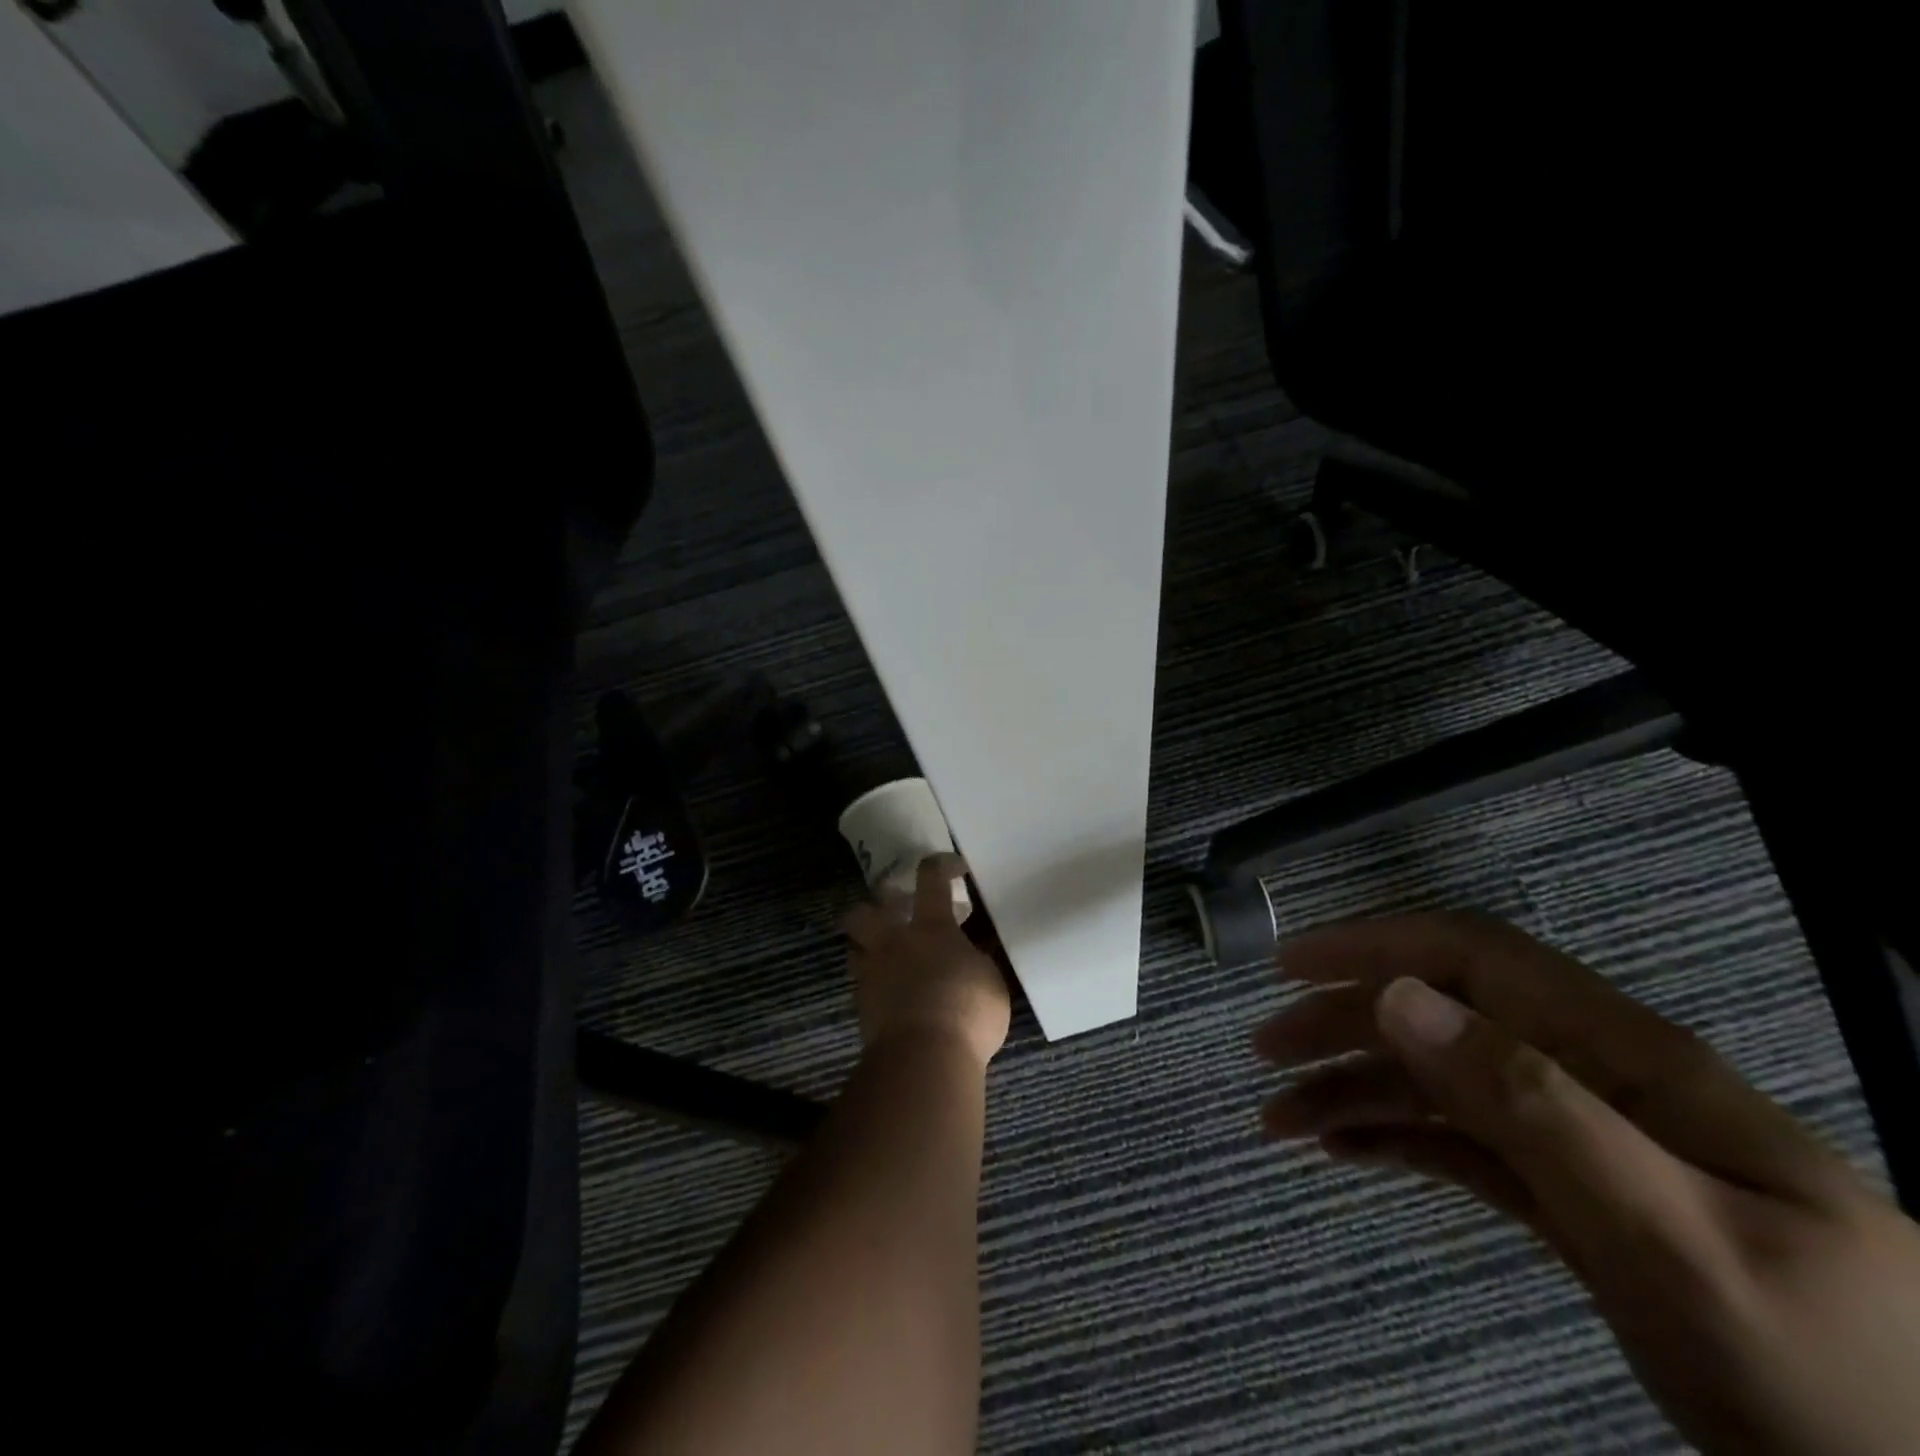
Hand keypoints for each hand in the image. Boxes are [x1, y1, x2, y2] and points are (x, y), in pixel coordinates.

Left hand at [844, 855, 1009, 1069]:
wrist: (924, 1057)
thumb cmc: (967, 1010)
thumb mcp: (991, 980)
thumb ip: (978, 960)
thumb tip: (972, 953)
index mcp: (931, 928)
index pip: (931, 879)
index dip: (940, 866)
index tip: (953, 867)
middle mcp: (894, 943)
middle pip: (865, 912)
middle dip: (874, 909)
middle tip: (894, 917)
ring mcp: (872, 975)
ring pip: (854, 948)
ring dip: (867, 948)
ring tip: (887, 960)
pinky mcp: (862, 1008)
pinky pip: (861, 986)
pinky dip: (874, 986)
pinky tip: (892, 998)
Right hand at [1253, 912, 1919, 1455]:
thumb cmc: (1824, 1364)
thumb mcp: (1672, 1235)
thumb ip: (1530, 1103)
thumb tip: (1399, 999)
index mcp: (1616, 1052)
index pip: (1469, 956)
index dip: (1372, 946)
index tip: (1288, 966)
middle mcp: (1586, 1074)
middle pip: (1438, 1016)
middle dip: (1342, 1022)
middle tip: (1264, 1054)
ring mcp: (1578, 1133)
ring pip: (1439, 1080)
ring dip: (1354, 1086)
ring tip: (1280, 1119)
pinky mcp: (1571, 1191)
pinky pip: (1461, 1143)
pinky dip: (1394, 1138)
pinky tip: (1342, 1150)